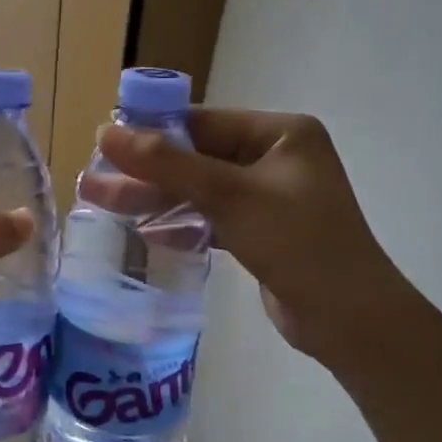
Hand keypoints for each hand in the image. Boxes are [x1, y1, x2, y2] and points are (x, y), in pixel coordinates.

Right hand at [97, 111, 400, 362]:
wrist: (348, 319)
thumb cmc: (296, 243)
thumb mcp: (228, 195)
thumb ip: (167, 164)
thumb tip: (107, 132)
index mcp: (280, 133)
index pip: (202, 122)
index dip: (150, 130)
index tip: (102, 140)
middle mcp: (275, 157)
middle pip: (196, 156)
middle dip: (145, 169)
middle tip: (93, 176)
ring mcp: (267, 196)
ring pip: (198, 188)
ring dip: (154, 196)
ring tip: (99, 199)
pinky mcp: (259, 230)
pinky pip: (209, 216)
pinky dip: (178, 221)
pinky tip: (140, 228)